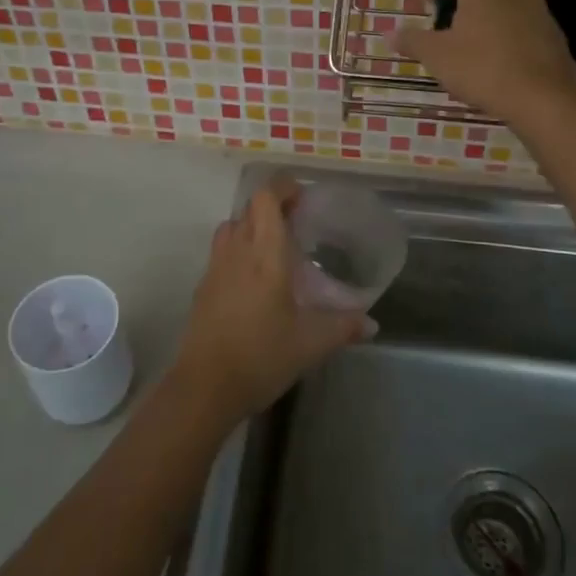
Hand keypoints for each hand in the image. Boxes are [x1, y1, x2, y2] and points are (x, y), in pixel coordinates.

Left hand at [171, 177, 372, 424]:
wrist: (205, 387)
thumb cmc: (262, 357)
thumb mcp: (311, 344)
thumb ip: (344, 327)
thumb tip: (371, 324)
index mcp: (265, 255)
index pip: (266, 200)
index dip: (282, 187)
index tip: (302, 196)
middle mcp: (237, 252)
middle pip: (249, 209)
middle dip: (272, 205)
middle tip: (297, 221)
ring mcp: (215, 268)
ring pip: (231, 227)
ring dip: (251, 225)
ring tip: (273, 246)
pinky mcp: (203, 287)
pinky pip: (221, 251)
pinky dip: (238, 249)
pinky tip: (254, 279)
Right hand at [393, 0, 575, 123]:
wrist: (542, 95)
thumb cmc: (482, 68)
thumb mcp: (437, 57)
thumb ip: (412, 41)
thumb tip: (388, 34)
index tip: (421, 1)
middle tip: (456, 4)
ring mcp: (534, 3)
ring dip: (492, 0)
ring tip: (474, 27)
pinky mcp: (550, 26)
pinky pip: (523, 12)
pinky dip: (509, 20)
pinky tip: (498, 45)